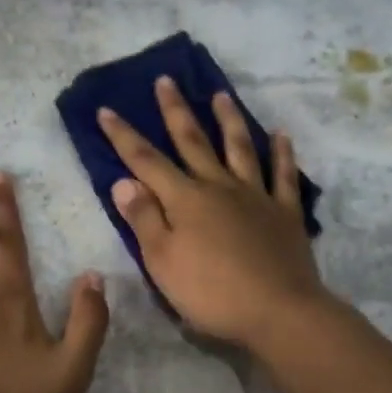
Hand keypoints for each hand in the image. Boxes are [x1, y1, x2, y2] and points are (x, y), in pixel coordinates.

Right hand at [98, 78, 328, 346]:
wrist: (279, 312)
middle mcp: (219, 187)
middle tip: (166, 80)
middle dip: (175, 111)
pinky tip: (281, 135)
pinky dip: (282, 153)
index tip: (106, 109)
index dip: (124, 136)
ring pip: (240, 148)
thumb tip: (124, 181)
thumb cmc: (211, 293)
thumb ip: (144, 219)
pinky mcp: (285, 213)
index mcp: (185, 200)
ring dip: (228, 119)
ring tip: (221, 94)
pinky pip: (283, 176)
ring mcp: (256, 196)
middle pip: (193, 142)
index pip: (146, 161)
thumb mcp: (163, 262)